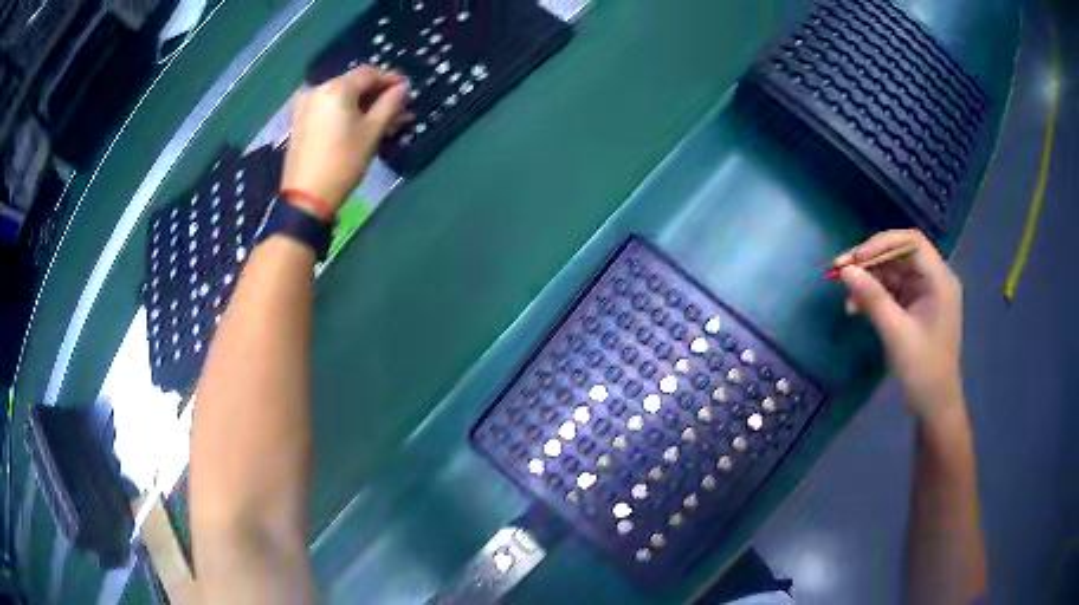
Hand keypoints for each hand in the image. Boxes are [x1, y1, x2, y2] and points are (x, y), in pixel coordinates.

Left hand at [281, 66, 408, 210]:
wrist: (305, 196)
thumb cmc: (343, 162)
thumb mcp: (371, 132)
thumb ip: (389, 105)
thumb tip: (402, 87)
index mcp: (338, 88)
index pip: (369, 73)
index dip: (389, 79)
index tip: (406, 89)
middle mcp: (319, 89)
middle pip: (354, 83)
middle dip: (376, 93)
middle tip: (396, 108)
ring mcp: (307, 105)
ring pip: (341, 96)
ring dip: (362, 104)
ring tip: (380, 119)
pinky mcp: (301, 120)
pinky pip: (328, 107)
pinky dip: (345, 111)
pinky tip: (358, 124)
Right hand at [835, 229, 964, 424]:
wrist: (934, 407)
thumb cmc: (923, 370)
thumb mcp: (896, 333)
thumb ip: (873, 298)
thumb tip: (846, 270)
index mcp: (939, 280)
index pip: (911, 243)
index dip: (881, 244)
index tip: (856, 259)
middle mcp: (935, 280)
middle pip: (900, 255)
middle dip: (871, 262)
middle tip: (840, 271)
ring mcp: (926, 294)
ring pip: (894, 273)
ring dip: (869, 281)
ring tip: (847, 299)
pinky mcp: (917, 309)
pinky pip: (893, 291)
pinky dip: (875, 296)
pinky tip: (857, 308)